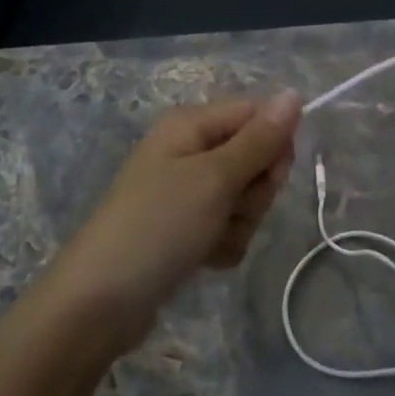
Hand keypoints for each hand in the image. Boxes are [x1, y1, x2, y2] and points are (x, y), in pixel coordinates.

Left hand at [36, 94, 301, 354]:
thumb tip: (294, 93)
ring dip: (240, 223)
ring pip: (245, 198)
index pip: (257, 115)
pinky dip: (224, 245)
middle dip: (254, 191)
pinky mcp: (186, 229)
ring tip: (210, 240)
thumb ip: (260, 139)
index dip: (274, 145)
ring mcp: (187, 192)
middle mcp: (189, 150)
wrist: (100, 303)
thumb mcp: (215, 178)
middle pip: (255, 158)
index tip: (269, 176)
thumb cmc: (158, 225)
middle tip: (230, 209)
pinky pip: (228, 227)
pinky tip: (204, 260)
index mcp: (191, 124)